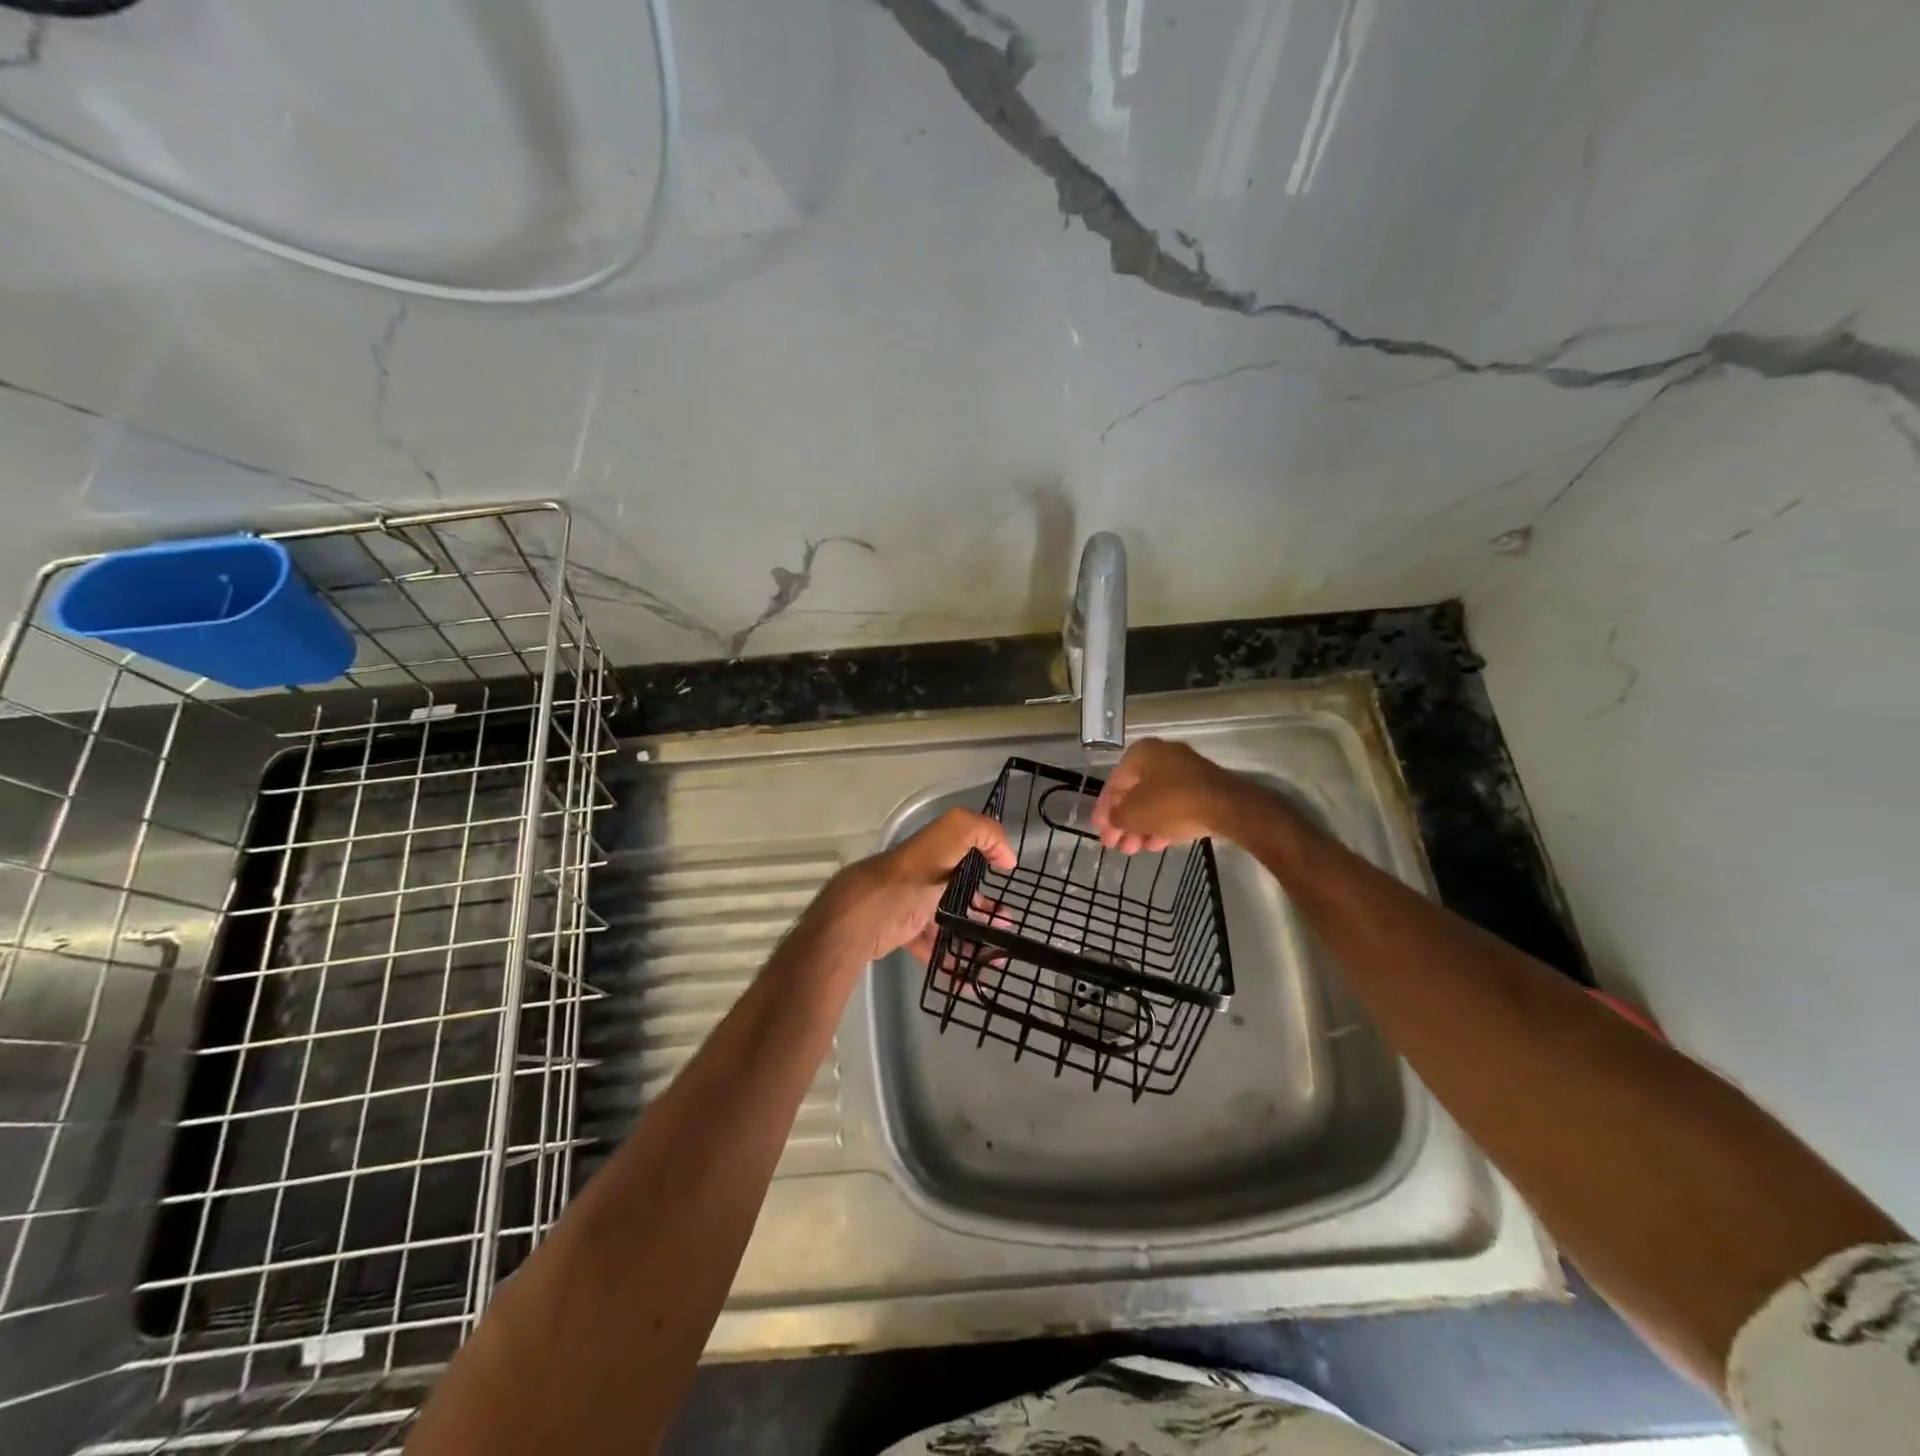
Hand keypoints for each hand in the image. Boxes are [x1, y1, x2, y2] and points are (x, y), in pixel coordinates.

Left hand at [820, 808, 1016, 963]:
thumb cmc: (904, 881)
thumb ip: (979, 833)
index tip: (1007, 877)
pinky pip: (932, 949)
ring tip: (994, 957)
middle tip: (1006, 926)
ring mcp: (910, 906)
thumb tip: (1007, 855)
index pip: (964, 849)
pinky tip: (968, 978)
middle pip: (960, 889)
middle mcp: (922, 875)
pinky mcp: (902, 934)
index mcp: (932, 852)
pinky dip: (951, 963)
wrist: (854, 924)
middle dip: (986, 907)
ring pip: (949, 921)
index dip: (987, 859)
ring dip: (973, 937)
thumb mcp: (944, 841)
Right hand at [1091, 738, 1233, 853]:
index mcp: (1140, 753)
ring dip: (1142, 827)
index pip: (1113, 784)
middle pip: (1135, 794)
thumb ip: (1115, 817)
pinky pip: (1175, 806)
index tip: (1100, 833)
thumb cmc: (1169, 803)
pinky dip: (1163, 823)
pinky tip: (1157, 845)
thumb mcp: (1133, 814)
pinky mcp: (1203, 789)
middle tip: (1117, 846)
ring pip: (1155, 802)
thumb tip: (1113, 820)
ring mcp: (1185, 772)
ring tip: (1135, 850)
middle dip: (1124, 823)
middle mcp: (1161, 756)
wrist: (1225, 806)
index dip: (1103, 811)